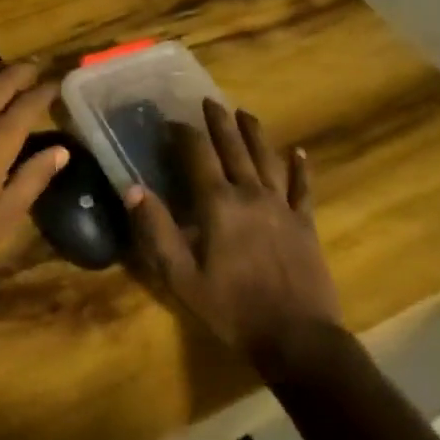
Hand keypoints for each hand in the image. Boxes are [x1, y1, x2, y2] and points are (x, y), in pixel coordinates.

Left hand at [0, 62, 68, 276]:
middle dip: (25, 68)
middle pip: (5, 77)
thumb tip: (61, 150)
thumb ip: (34, 178)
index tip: (57, 82)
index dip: (48, 88)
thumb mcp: (3, 214)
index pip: (32, 101)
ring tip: (4, 68)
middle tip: (36, 66)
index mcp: (0, 138)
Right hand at [127, 99, 343, 377]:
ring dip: (255, 134)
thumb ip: (157, 231)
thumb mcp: (182, 277)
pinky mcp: (306, 224)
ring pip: (268, 159)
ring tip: (245, 113)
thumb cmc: (232, 309)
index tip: (172, 120)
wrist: (298, 339)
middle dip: (219, 123)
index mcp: (219, 205)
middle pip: (234, 149)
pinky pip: (303, 189)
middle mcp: (251, 195)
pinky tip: (299, 153)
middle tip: (210, 101)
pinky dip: (300, 169)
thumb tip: (133, 189)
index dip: (185, 134)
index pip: (198, 156)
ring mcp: (282, 207)